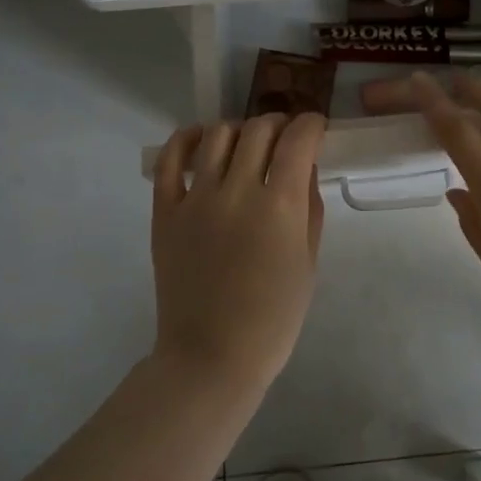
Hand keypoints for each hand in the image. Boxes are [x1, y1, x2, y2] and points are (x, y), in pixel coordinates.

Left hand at [150, 112, 326, 392]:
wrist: (212, 355)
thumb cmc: (273, 318)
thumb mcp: (308, 262)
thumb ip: (309, 208)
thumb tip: (304, 168)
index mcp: (279, 206)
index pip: (298, 140)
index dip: (312, 125)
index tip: (316, 129)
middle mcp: (236, 190)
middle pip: (259, 130)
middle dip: (279, 126)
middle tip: (285, 140)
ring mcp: (195, 198)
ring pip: (218, 135)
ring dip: (240, 131)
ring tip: (247, 146)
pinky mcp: (165, 211)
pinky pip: (170, 159)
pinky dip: (186, 139)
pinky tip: (201, 139)